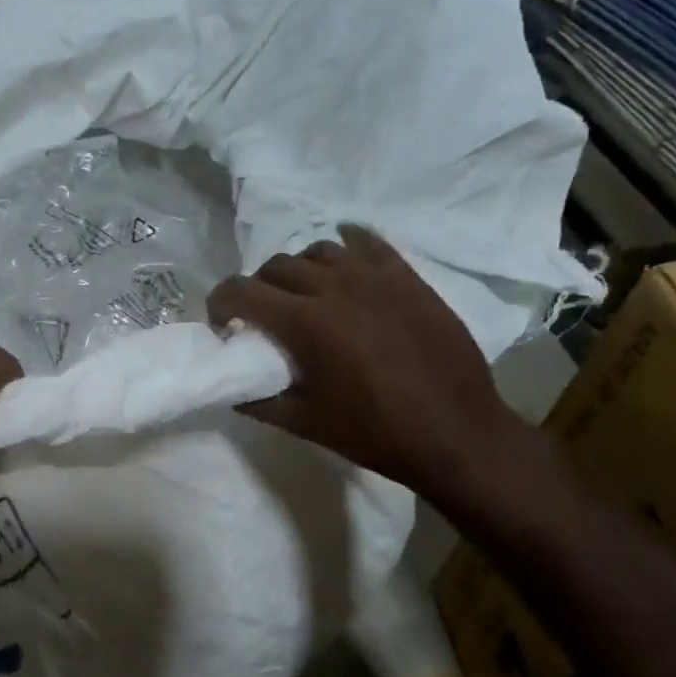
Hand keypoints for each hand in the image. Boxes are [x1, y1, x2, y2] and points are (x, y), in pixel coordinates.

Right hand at [207, 224, 530, 503]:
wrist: (455, 432)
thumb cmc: (374, 433)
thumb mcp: (304, 424)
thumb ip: (258, 402)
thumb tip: (232, 389)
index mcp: (305, 324)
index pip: (241, 291)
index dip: (220, 303)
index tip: (222, 324)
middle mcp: (335, 288)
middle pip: (276, 265)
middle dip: (258, 288)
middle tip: (263, 317)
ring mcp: (376, 277)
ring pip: (319, 250)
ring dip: (300, 270)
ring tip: (306, 295)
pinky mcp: (408, 277)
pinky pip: (368, 243)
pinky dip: (346, 246)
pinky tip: (345, 263)